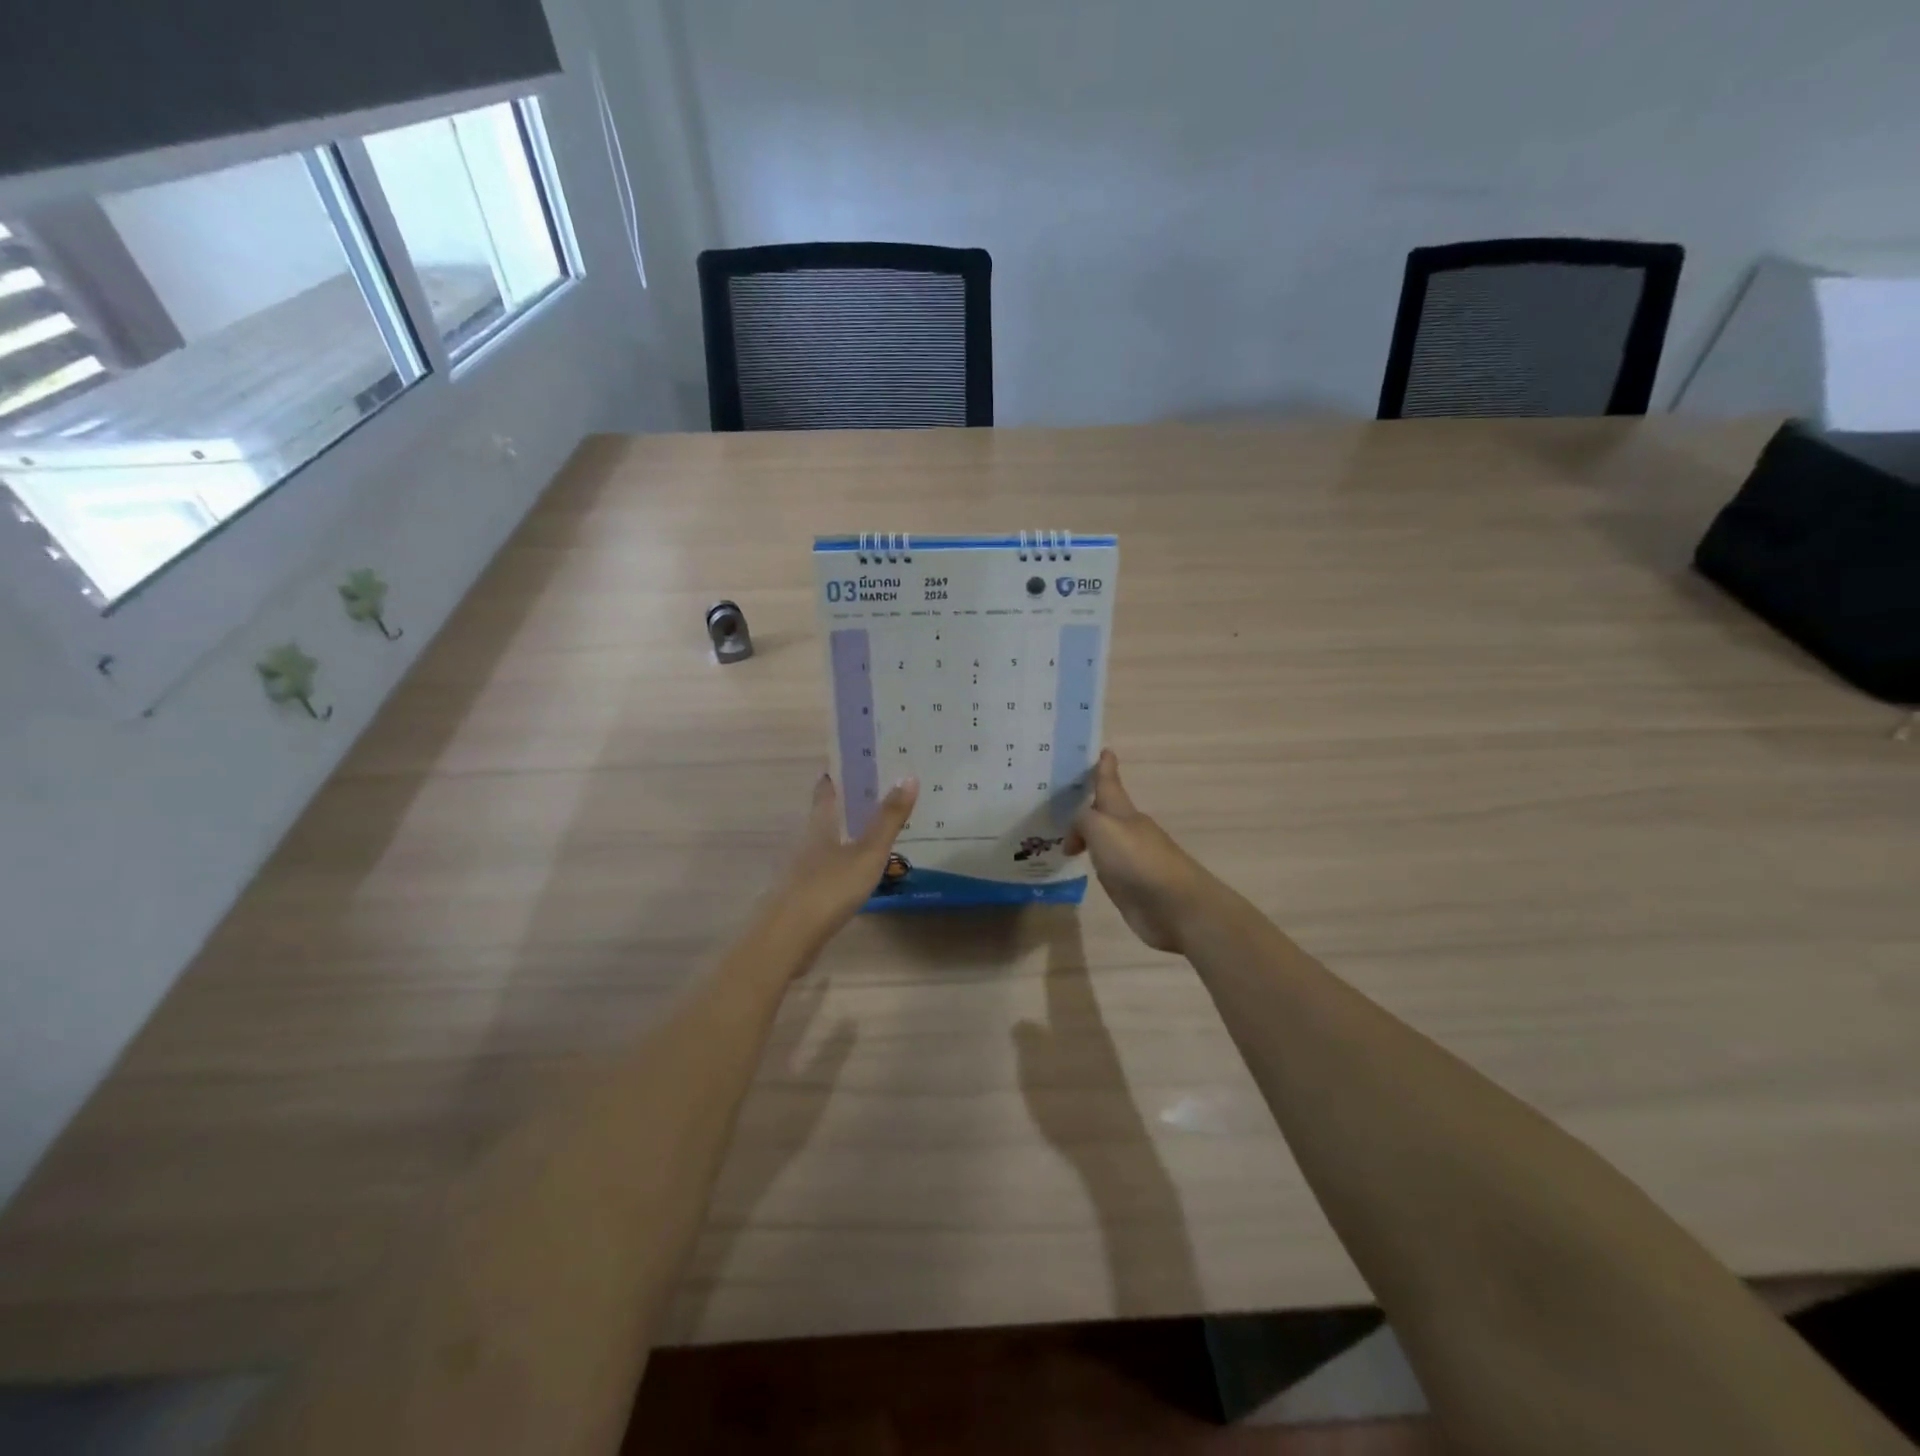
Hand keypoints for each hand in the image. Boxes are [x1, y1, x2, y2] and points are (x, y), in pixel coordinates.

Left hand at [768, 773, 918, 952]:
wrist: (786, 939)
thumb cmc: (828, 888)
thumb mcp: (867, 853)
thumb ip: (888, 819)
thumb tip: (908, 775)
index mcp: (820, 826)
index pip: (826, 791)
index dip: (837, 775)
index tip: (854, 762)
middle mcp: (806, 843)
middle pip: (825, 817)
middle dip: (846, 806)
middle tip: (876, 794)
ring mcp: (801, 872)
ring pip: (825, 845)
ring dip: (845, 837)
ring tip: (873, 833)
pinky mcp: (802, 898)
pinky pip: (826, 873)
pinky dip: (842, 866)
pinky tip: (857, 875)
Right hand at [1067, 751, 1220, 955]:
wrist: (1174, 907)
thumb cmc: (1137, 860)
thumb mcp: (1101, 828)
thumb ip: (1082, 821)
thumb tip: (1074, 838)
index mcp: (1123, 812)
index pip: (1110, 783)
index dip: (1105, 767)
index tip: (1103, 749)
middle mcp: (1127, 831)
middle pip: (1104, 811)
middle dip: (1087, 803)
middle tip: (1060, 798)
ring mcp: (1129, 859)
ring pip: (1102, 838)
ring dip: (1086, 834)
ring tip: (1061, 833)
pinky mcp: (1129, 885)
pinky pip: (1103, 864)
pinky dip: (1091, 859)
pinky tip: (1079, 863)